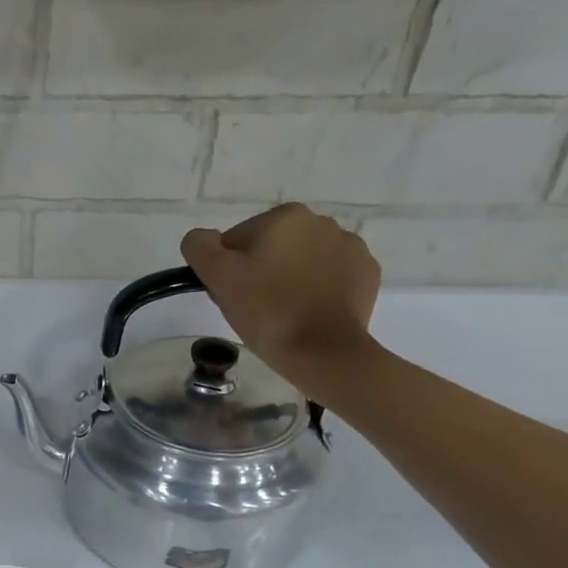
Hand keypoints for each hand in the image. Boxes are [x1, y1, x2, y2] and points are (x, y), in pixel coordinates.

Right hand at [182, 203, 381, 395]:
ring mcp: (351, 247)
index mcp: (285, 216)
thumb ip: (200, 246)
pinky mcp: (367, 273)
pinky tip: (309, 312)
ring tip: (283, 312)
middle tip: (254, 307)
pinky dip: (317, 289)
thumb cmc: (267, 311)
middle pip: (272, 247)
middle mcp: (322, 221)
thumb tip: (203, 238)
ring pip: (301, 260)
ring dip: (289, 278)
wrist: (323, 351)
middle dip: (260, 271)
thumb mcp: (218, 276)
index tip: (232, 294)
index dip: (228, 269)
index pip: (237, 240)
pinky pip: (330, 276)